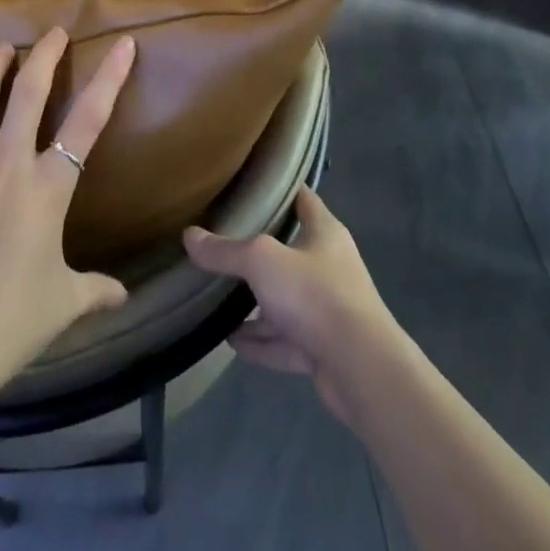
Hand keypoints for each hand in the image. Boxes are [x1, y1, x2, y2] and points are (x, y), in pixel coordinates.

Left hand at [0, 28, 135, 386]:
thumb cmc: (8, 323)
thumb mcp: (62, 304)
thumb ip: (95, 290)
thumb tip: (123, 295)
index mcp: (48, 186)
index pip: (89, 119)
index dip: (110, 77)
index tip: (123, 43)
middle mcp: (7, 160)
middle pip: (31, 89)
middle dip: (46, 54)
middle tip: (53, 32)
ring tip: (1, 49)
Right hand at [184, 187, 401, 424]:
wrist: (360, 369)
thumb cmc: (315, 294)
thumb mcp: (262, 261)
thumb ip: (225, 250)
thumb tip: (189, 235)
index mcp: (325, 233)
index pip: (303, 198)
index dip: (281, 188)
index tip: (251, 182)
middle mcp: (329, 266)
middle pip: (290, 251)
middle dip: (259, 250)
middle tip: (223, 241)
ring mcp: (328, 310)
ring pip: (285, 299)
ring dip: (257, 302)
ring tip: (219, 296)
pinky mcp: (323, 348)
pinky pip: (284, 340)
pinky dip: (260, 340)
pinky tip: (231, 340)